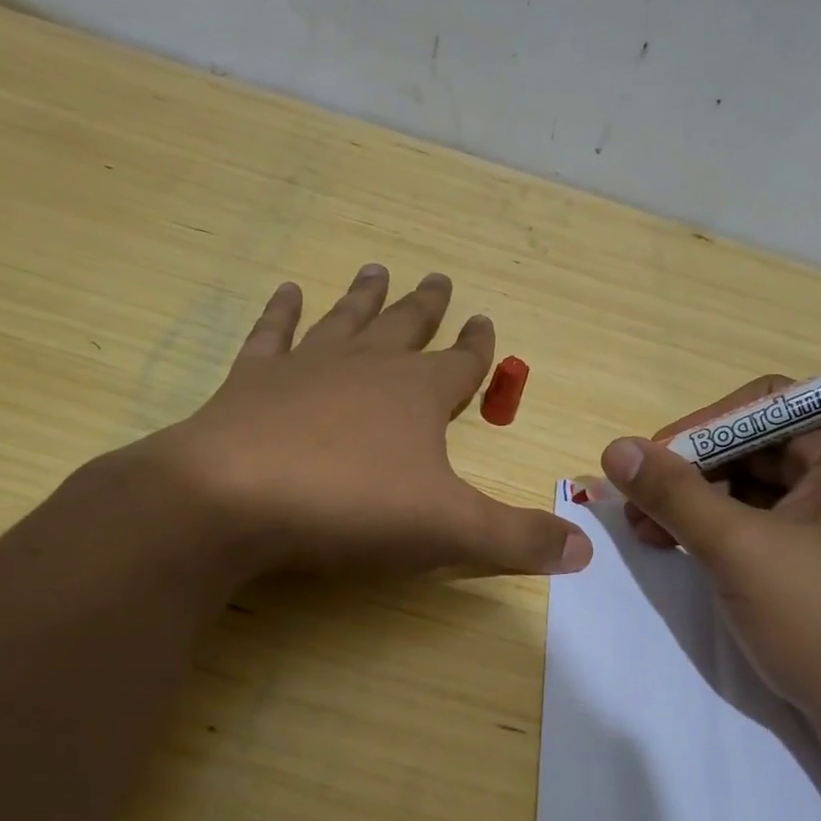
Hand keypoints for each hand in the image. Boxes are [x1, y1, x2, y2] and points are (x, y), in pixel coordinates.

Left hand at [126, 265, 592, 581]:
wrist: (235, 498)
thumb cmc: (352, 507)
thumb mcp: (449, 531)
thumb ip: (517, 539)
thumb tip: (586, 552)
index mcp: (419, 395)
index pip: (462, 361)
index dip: (479, 344)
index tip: (486, 318)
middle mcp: (367, 367)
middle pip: (406, 327)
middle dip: (427, 305)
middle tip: (438, 275)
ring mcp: (306, 367)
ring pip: (346, 320)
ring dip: (364, 296)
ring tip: (377, 268)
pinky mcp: (252, 381)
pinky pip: (272, 334)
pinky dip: (281, 312)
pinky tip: (288, 290)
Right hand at [600, 379, 820, 767]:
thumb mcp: (742, 553)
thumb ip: (675, 495)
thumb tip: (615, 448)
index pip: (762, 404)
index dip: (698, 428)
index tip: (646, 465)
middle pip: (754, 446)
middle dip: (690, 473)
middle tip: (635, 508)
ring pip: (754, 489)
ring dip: (697, 505)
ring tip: (647, 534)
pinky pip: (765, 527)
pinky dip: (720, 534)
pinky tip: (681, 551)